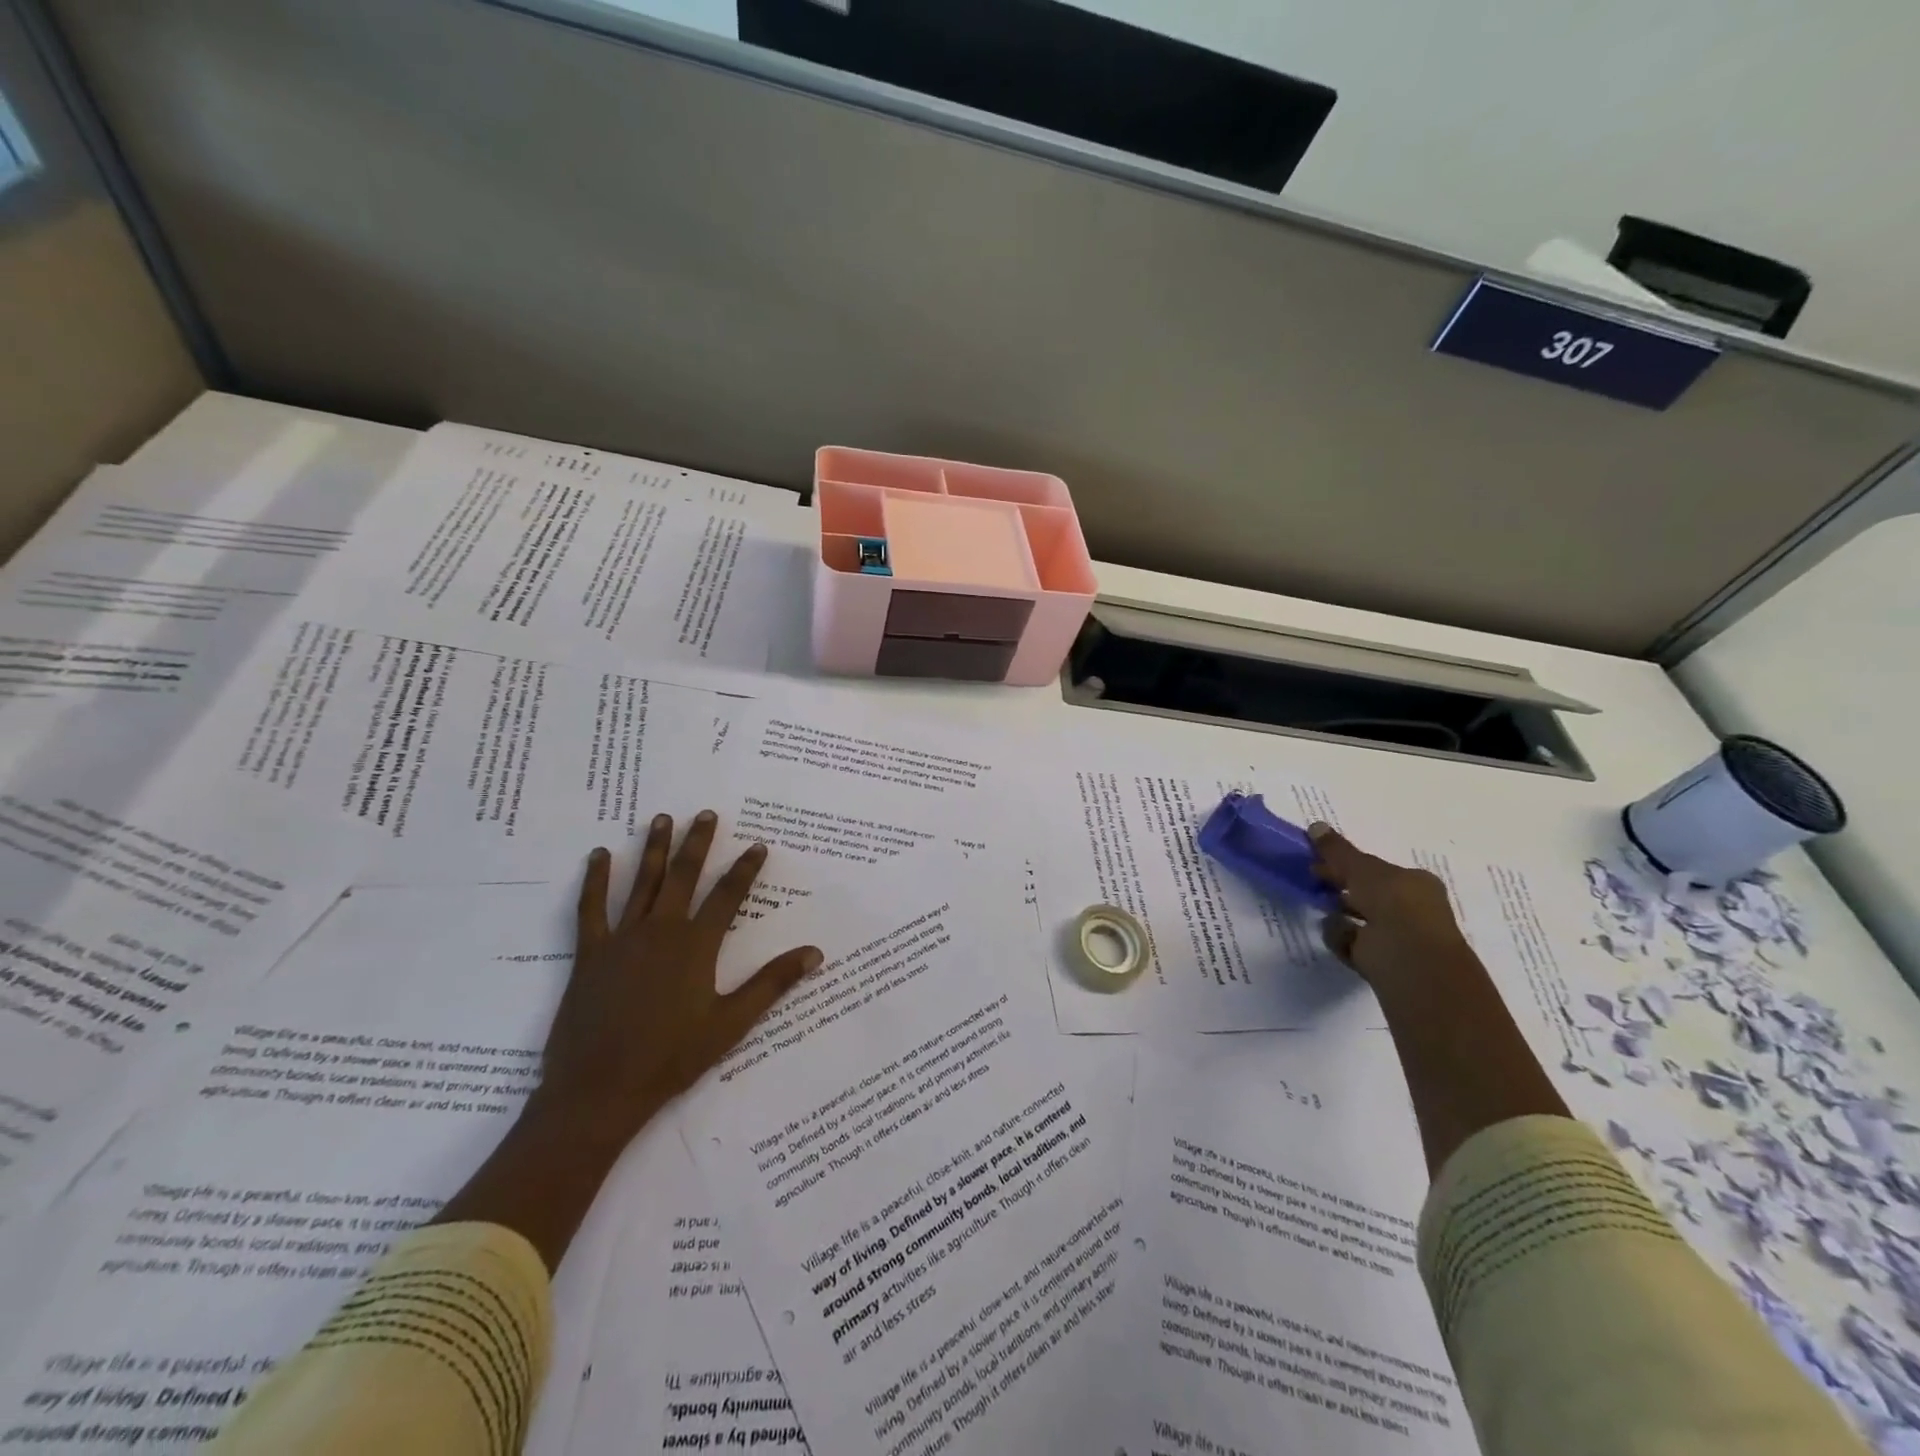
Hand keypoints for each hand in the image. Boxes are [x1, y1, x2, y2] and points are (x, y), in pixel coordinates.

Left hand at [532, 810, 822, 1148]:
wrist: (600, 1089)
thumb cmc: (672, 1058)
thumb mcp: (731, 1023)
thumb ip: (772, 983)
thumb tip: (815, 953)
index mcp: (697, 946)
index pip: (728, 896)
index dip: (745, 869)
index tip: (758, 845)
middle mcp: (661, 931)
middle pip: (684, 876)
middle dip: (698, 843)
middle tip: (706, 813)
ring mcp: (623, 939)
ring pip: (643, 883)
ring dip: (655, 849)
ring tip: (662, 819)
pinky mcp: (590, 953)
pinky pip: (591, 908)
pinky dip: (595, 880)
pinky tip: (598, 855)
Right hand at [1309, 823, 1476, 1005]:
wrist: (1410, 961)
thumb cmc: (1395, 905)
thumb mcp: (1362, 869)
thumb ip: (1338, 851)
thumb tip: (1315, 826)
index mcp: (1415, 883)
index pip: (1377, 869)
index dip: (1348, 863)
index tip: (1319, 860)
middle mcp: (1410, 909)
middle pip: (1367, 893)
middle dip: (1341, 887)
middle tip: (1313, 880)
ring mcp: (1396, 937)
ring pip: (1359, 919)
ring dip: (1338, 913)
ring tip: (1319, 907)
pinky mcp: (1380, 960)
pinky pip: (1351, 943)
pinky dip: (1340, 936)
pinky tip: (1334, 932)